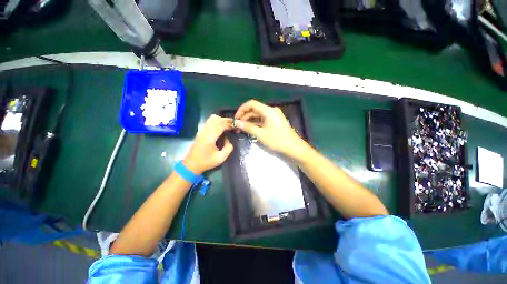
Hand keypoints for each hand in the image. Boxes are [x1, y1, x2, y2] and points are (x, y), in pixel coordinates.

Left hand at [183, 115, 233, 174]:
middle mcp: (205, 131)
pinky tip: (221, 126)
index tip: (237, 126)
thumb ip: (228, 147)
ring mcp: (201, 130)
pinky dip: (217, 121)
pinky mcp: (200, 131)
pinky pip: (209, 121)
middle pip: (217, 119)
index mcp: (210, 138)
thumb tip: (228, 139)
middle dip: (227, 120)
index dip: (230, 124)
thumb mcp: (221, 158)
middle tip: (235, 124)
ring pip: (212, 118)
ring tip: (229, 124)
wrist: (191, 165)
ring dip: (222, 119)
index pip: (221, 125)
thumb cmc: (206, 162)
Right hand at [234, 100, 306, 158]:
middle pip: (255, 109)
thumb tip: (236, 122)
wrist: (293, 147)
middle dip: (245, 116)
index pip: (252, 104)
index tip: (236, 118)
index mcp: (268, 111)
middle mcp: (271, 110)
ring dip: (250, 120)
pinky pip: (263, 119)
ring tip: (242, 128)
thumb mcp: (261, 134)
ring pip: (259, 114)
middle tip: (238, 125)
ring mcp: (274, 115)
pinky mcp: (275, 120)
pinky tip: (251, 128)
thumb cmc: (277, 140)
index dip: (242, 109)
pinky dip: (256, 123)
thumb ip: (248, 127)